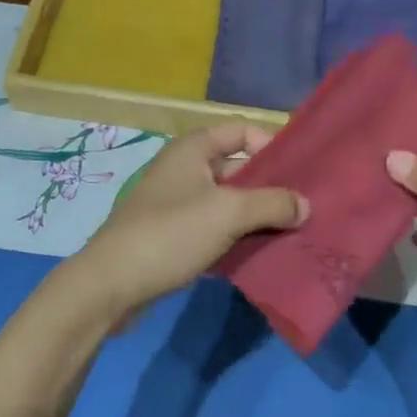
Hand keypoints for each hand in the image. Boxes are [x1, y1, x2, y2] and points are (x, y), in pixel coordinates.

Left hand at [75, 123, 307, 315]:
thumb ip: (272, 204)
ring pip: (227, 203)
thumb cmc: (171, 234)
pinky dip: (236, 238)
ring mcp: (176, 204)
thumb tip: (305, 205)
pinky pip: (213, 229)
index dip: (272, 145)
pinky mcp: (173, 236)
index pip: (242, 131)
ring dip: (255, 216)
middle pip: (237, 168)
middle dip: (269, 187)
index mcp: (193, 149)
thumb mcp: (228, 213)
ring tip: (292, 232)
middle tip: (304, 208)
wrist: (110, 285)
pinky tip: (261, 254)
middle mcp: (184, 170)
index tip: (300, 171)